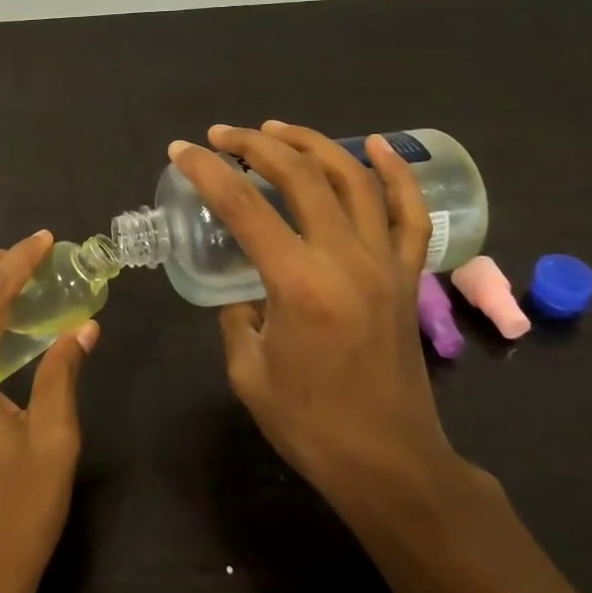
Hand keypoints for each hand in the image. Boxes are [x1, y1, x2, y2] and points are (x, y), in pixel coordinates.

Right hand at [168, 122, 461, 509]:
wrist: (390, 463)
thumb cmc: (309, 424)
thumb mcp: (248, 369)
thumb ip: (236, 313)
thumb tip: (240, 283)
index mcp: (299, 284)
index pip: (244, 207)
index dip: (207, 171)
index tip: (182, 151)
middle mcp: (346, 259)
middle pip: (300, 176)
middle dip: (255, 145)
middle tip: (222, 135)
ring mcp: (384, 262)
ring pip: (353, 179)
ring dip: (311, 144)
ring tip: (276, 129)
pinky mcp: (408, 274)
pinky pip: (409, 212)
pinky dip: (394, 172)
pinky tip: (372, 144)